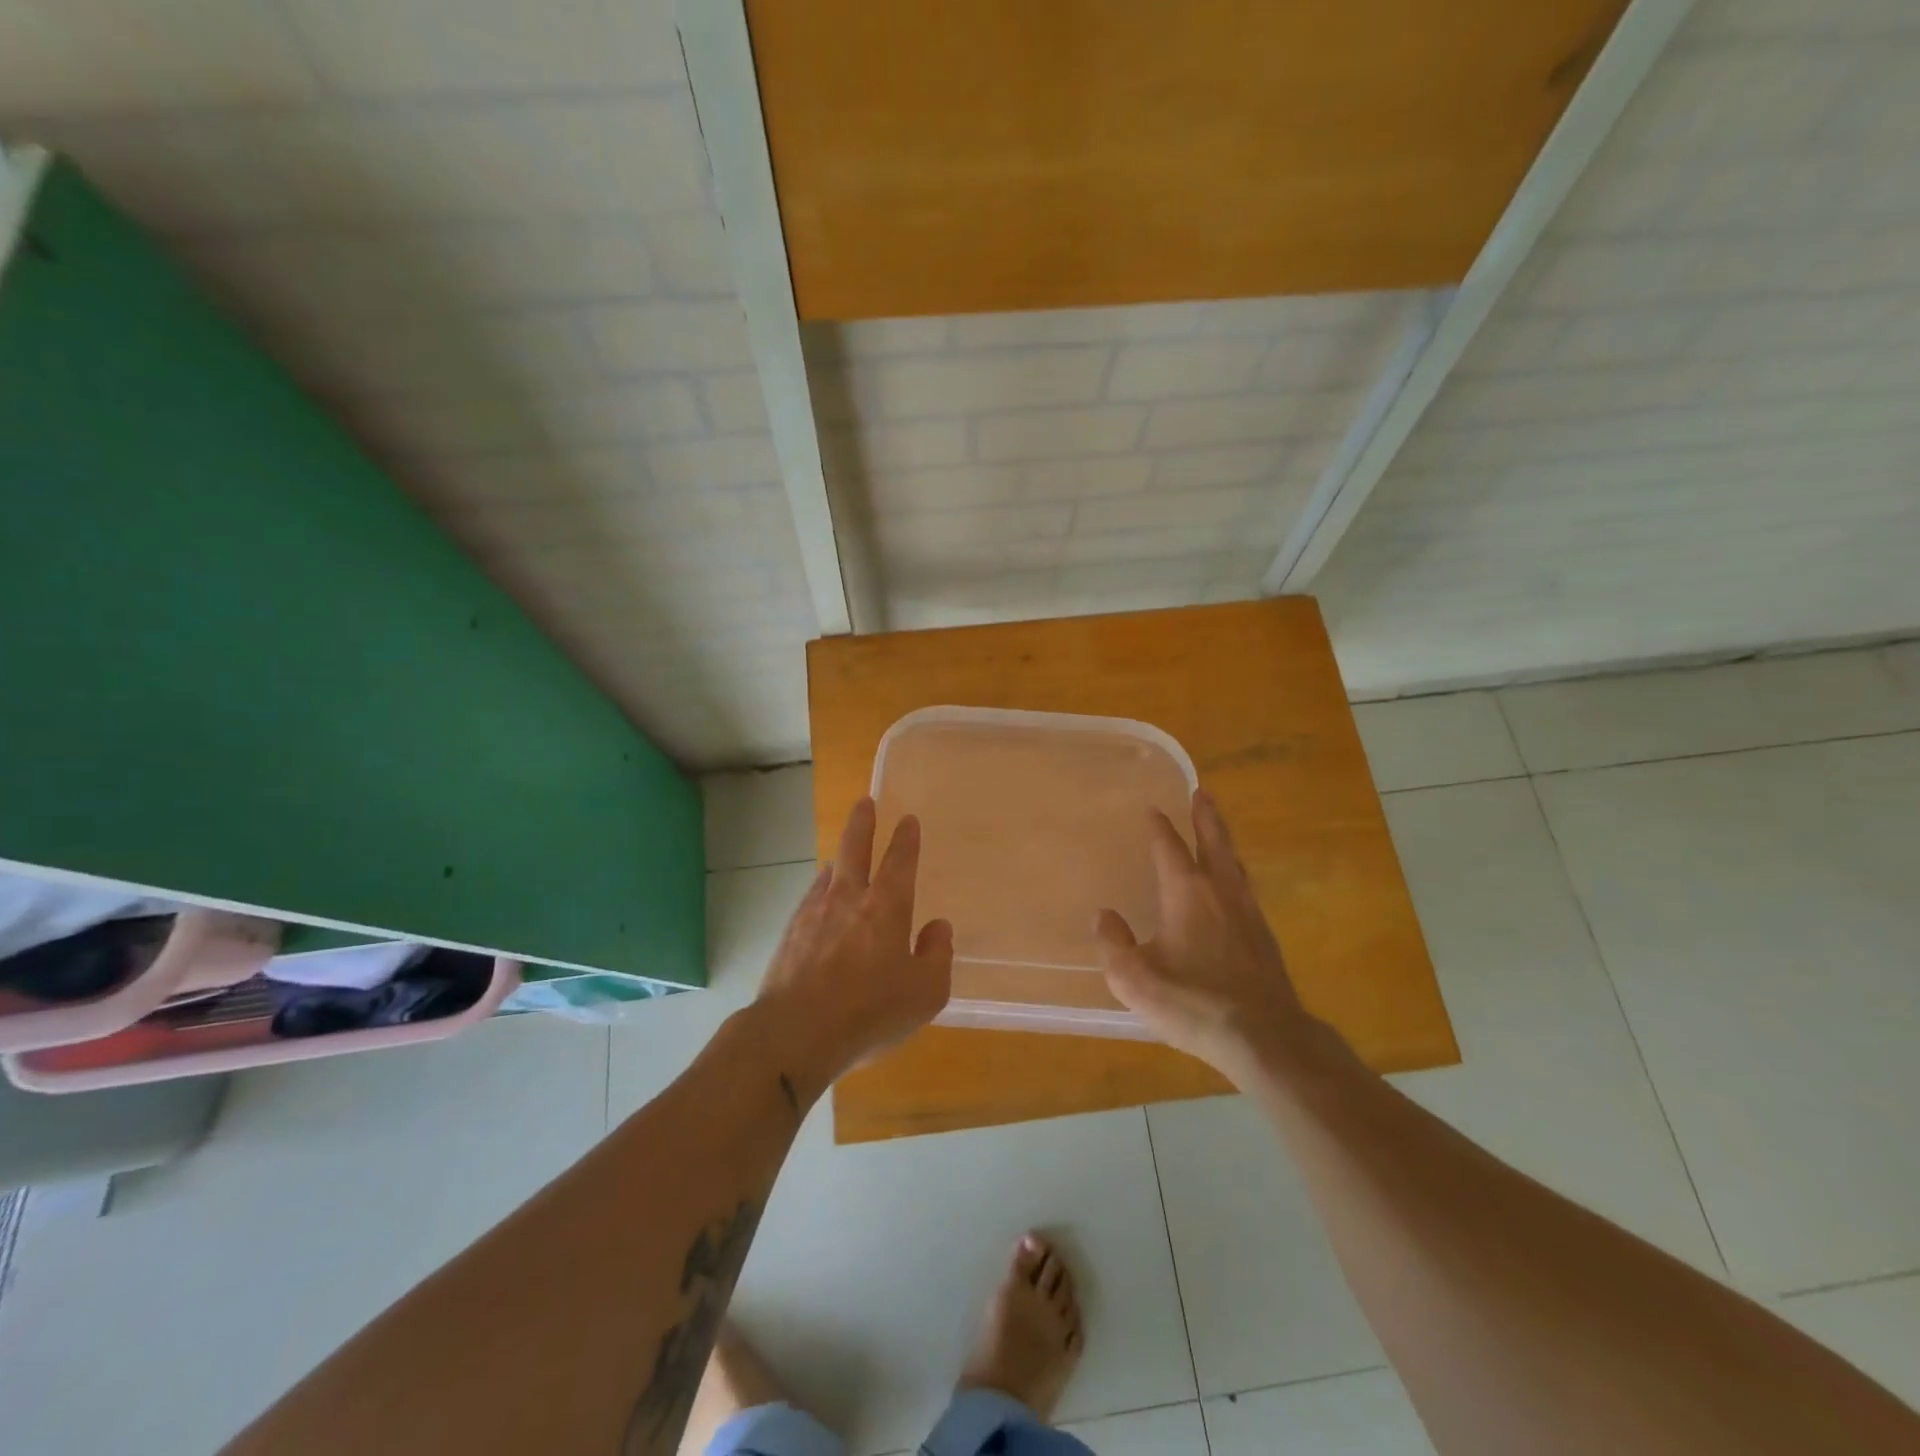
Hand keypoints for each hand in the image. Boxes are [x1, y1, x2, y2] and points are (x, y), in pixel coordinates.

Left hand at [757, 798, 952, 1087]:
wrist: (796, 1032)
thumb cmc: (871, 1011)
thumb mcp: (925, 992)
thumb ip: (937, 955)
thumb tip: (938, 927)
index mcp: (887, 908)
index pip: (900, 862)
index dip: (906, 839)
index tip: (908, 820)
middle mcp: (849, 899)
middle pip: (854, 849)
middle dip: (862, 823)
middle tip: (864, 802)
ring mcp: (814, 914)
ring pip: (829, 874)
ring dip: (839, 861)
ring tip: (842, 858)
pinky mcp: (790, 935)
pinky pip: (810, 901)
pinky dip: (820, 894)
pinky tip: (819, 903)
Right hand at [1093, 789, 1314, 1077]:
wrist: (1264, 1036)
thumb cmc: (1193, 1002)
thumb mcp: (1134, 978)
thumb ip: (1113, 943)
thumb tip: (1104, 915)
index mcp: (1186, 892)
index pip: (1169, 847)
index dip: (1159, 827)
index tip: (1153, 809)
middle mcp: (1220, 892)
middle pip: (1213, 842)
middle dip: (1205, 817)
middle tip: (1202, 792)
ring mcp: (1248, 913)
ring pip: (1234, 865)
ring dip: (1223, 842)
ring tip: (1217, 831)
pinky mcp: (1264, 937)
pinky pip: (1246, 890)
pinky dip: (1235, 874)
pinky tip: (1234, 888)